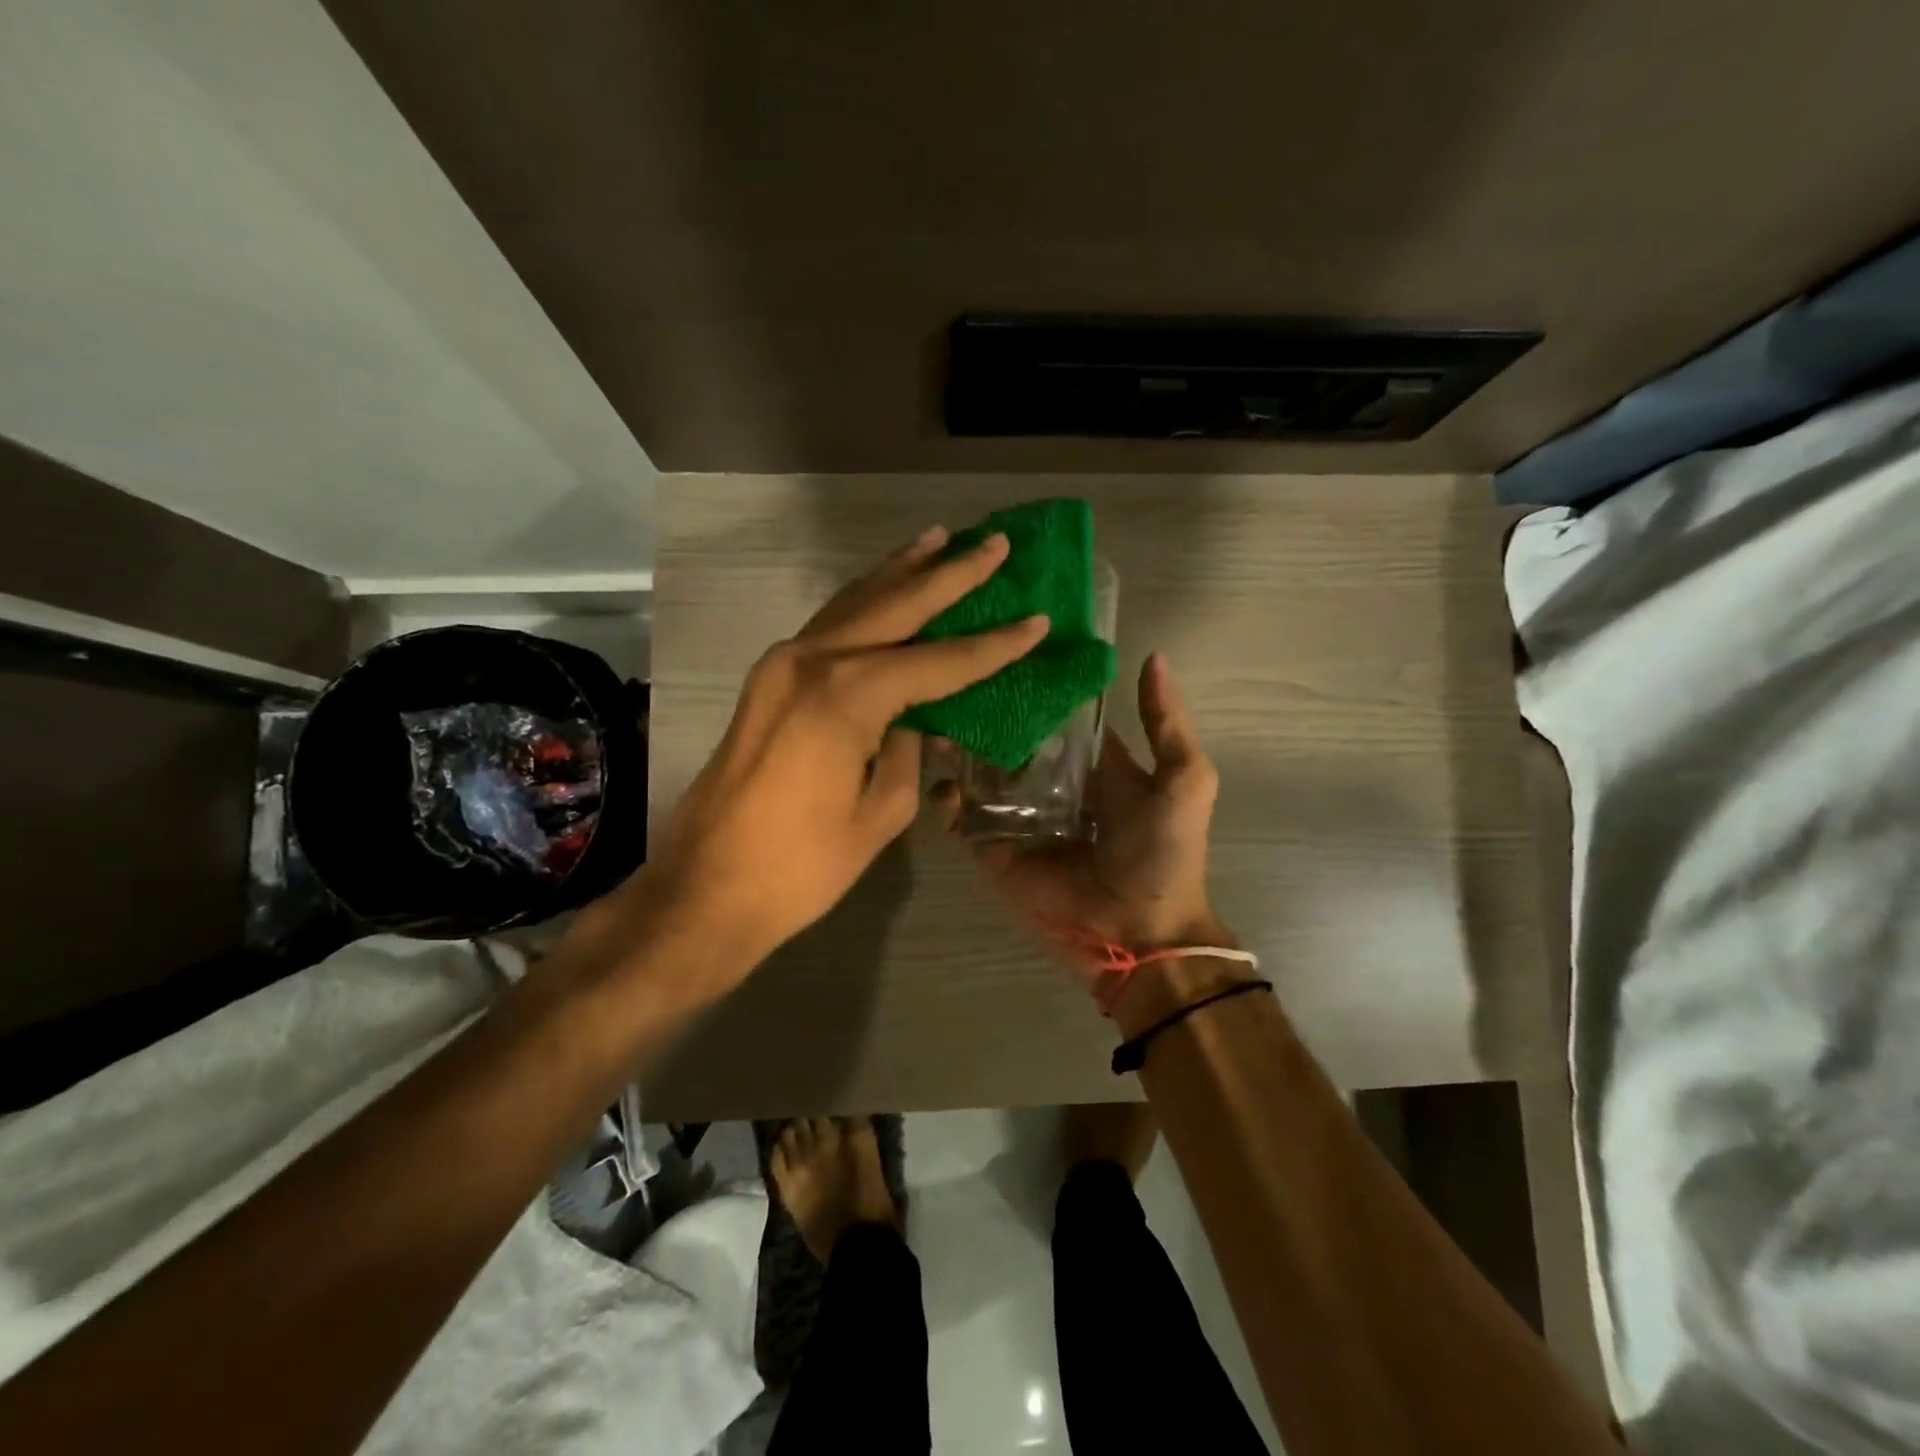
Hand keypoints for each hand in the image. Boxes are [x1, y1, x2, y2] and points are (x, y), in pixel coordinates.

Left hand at [647, 526, 1048, 969]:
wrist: (708, 887)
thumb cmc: (803, 865)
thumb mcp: (880, 811)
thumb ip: (910, 751)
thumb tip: (923, 719)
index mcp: (847, 696)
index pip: (939, 661)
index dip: (993, 646)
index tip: (1037, 621)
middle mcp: (812, 661)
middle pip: (894, 605)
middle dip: (948, 574)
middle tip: (993, 543)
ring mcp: (781, 664)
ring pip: (854, 603)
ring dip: (899, 571)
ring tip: (938, 540)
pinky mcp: (767, 679)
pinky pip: (827, 626)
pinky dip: (862, 601)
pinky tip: (883, 589)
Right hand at [932, 652, 1223, 995]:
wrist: (1138, 931)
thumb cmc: (1164, 852)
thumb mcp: (1184, 779)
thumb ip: (1166, 722)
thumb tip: (1153, 655)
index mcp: (1092, 764)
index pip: (1057, 716)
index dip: (1037, 686)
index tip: (1006, 648)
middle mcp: (1049, 783)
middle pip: (1009, 739)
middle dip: (986, 713)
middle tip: (955, 681)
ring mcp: (1017, 816)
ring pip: (977, 772)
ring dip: (957, 748)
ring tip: (934, 718)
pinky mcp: (992, 848)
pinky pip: (961, 818)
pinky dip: (945, 800)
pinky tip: (941, 779)